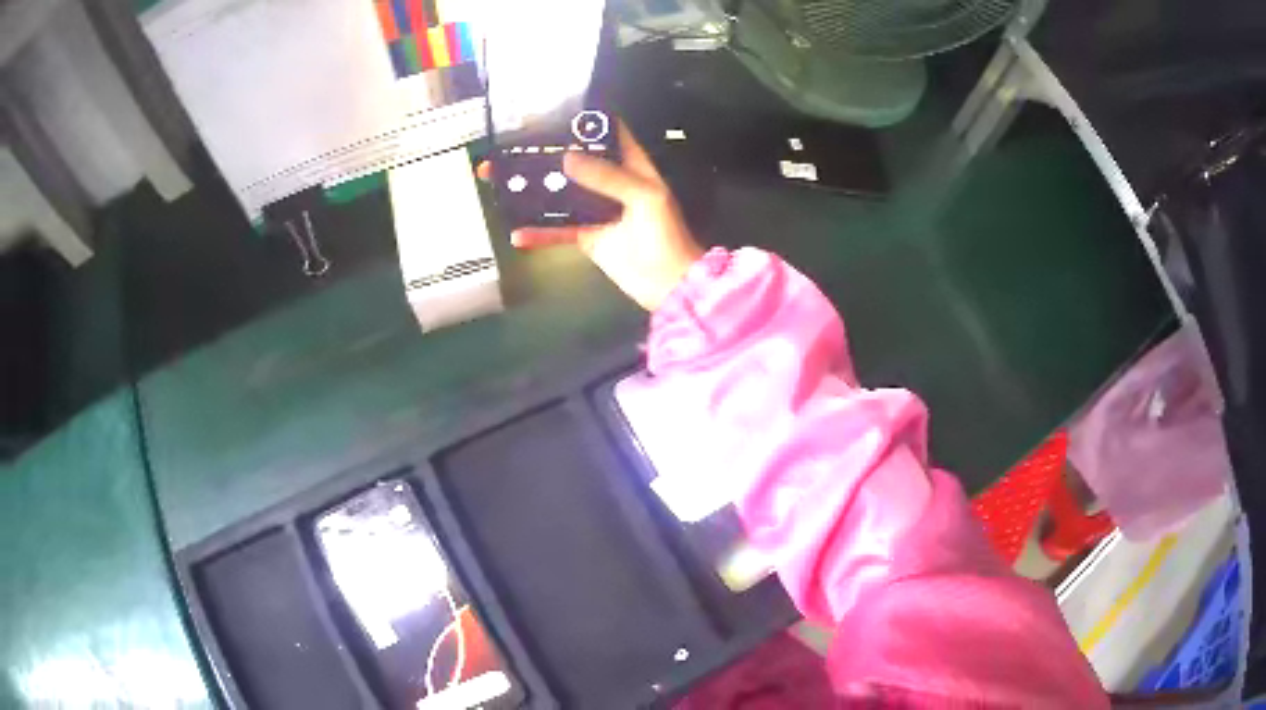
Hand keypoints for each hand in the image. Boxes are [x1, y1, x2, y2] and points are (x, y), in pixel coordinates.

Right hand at [478, 121, 703, 310]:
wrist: (669, 285)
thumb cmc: (667, 235)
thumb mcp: (645, 198)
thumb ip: (608, 177)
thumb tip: (566, 157)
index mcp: (631, 166)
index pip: (608, 133)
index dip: (585, 121)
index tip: (552, 112)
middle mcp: (610, 183)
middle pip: (575, 161)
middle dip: (545, 153)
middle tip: (512, 146)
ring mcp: (596, 210)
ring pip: (559, 193)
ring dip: (532, 189)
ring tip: (500, 180)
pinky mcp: (586, 236)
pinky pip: (557, 230)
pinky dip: (538, 232)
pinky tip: (516, 233)